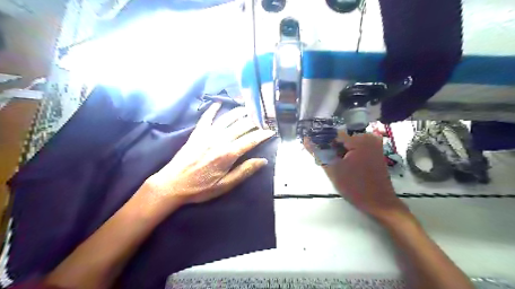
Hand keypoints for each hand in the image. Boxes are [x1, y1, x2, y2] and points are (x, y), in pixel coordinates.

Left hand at [143, 102, 272, 210]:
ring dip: (239, 112)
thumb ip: (244, 171)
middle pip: (241, 126)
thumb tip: (263, 160)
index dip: (263, 134)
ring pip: (227, 118)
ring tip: (249, 109)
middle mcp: (219, 140)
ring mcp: (207, 134)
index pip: (251, 140)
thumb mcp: (225, 185)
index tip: (272, 130)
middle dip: (255, 121)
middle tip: (264, 118)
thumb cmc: (200, 188)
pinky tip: (219, 102)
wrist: (173, 184)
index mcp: (228, 154)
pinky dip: (213, 109)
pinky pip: (207, 117)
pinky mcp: (197, 133)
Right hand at [305, 130, 410, 222]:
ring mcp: (374, 143)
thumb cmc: (355, 187)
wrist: (380, 203)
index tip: (319, 155)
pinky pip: (357, 147)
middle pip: (341, 138)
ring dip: (340, 153)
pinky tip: (347, 166)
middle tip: (330, 164)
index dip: (323, 144)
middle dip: (332, 149)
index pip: (333, 134)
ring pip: (348, 143)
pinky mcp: (376, 150)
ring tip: (338, 167)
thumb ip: (318, 153)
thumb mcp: (332, 170)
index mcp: (360, 139)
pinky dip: (349, 154)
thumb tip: (305, 139)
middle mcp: (369, 137)